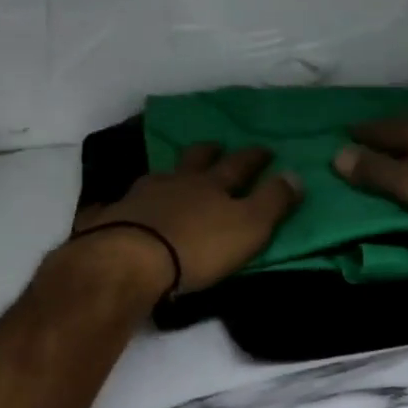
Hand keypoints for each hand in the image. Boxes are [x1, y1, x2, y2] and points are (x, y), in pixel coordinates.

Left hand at [71, 144, 302, 296]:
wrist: (130, 260)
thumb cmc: (198, 246)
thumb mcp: (250, 226)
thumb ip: (273, 201)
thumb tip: (295, 173)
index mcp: (212, 185)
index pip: (239, 165)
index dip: (254, 157)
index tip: (264, 150)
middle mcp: (176, 182)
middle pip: (195, 160)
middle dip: (209, 153)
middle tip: (216, 147)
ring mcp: (139, 196)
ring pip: (158, 176)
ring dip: (169, 173)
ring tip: (172, 174)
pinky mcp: (111, 218)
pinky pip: (121, 203)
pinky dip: (127, 202)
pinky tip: (124, 204)